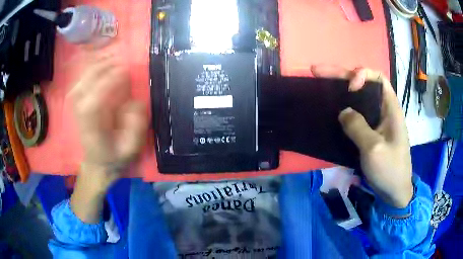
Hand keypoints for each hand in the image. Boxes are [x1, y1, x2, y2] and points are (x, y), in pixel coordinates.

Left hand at [69, 56, 147, 189]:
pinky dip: (87, 68)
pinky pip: (80, 80)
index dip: (108, 82)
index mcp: (93, 127)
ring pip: (81, 79)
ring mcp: (77, 106)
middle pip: (85, 84)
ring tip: (109, 55)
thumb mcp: (131, 150)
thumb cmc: (115, 158)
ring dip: (95, 65)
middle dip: (102, 68)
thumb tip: (134, 102)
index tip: (124, 71)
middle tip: (118, 59)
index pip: (95, 100)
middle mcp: (81, 113)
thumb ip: (135, 128)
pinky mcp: (77, 102)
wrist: (97, 163)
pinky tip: (97, 61)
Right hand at [312, 65, 412, 207]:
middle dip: (342, 76)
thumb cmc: (390, 170)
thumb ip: (358, 127)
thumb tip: (343, 112)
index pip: (378, 78)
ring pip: (359, 99)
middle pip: (364, 85)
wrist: (394, 192)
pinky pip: (356, 115)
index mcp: (391, 108)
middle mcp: (384, 110)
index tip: (349, 88)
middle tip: (317, 72)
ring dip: (341, 91)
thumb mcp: (374, 149)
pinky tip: (332, 109)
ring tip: (321, 85)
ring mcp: (377, 122)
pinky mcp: (371, 133)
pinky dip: (344, 109)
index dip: (362, 75)